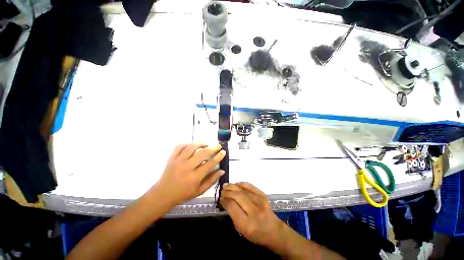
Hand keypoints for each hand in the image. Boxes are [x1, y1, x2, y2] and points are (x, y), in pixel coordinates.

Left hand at [151, 143, 225, 205]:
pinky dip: (187, 143)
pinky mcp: (171, 158)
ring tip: (206, 144)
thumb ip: (211, 180)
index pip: (210, 164)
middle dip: (212, 148)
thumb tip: (222, 171)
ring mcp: (178, 161)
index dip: (218, 157)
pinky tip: (192, 146)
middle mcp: (187, 167)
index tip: (223, 152)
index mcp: (195, 177)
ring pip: (191, 147)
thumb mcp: (199, 191)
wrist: (163, 194)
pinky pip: (179, 146)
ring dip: (201, 144)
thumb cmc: (183, 194)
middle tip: (218, 146)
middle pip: (202, 153)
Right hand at [220, 182, 285, 248]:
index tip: (221, 198)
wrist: (275, 231)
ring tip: (226, 185)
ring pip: (243, 190)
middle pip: (237, 196)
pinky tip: (236, 184)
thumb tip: (225, 200)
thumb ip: (233, 215)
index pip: (232, 206)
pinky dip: (242, 184)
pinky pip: (251, 187)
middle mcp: (254, 212)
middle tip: (222, 190)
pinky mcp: (264, 196)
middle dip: (228, 192)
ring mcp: (260, 202)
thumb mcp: (241, 230)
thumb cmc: (256, 234)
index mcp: (247, 224)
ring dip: (233, 186)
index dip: (224, 200)